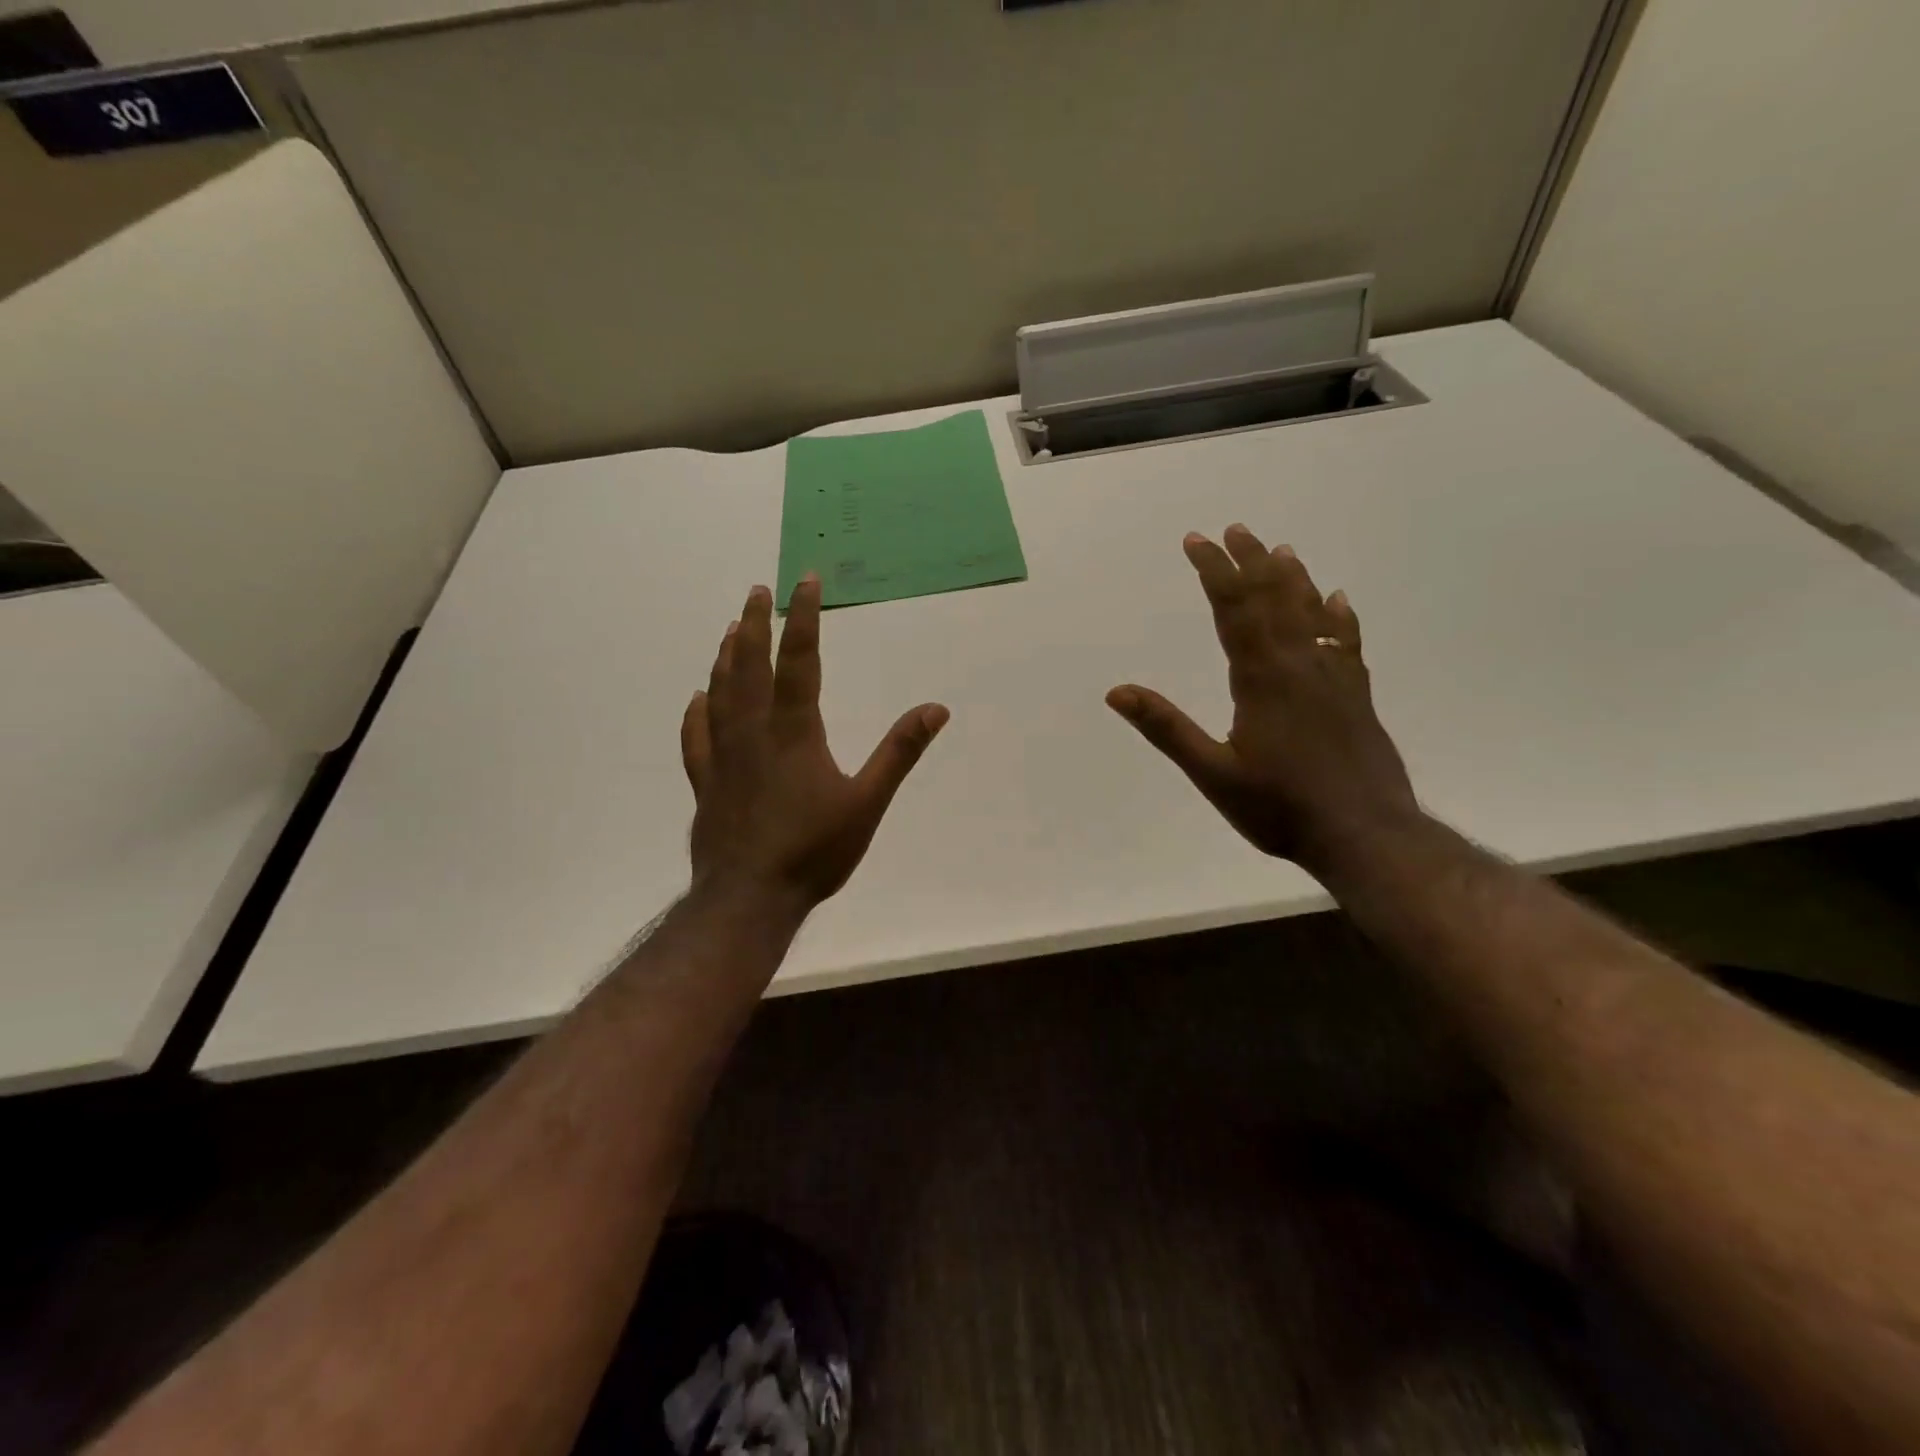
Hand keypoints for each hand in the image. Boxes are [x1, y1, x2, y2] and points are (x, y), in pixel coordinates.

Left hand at [681, 576, 948, 913]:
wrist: (749, 898)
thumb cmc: (814, 850)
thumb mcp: (868, 802)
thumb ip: (899, 752)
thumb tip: (936, 708)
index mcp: (794, 731)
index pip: (800, 660)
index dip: (803, 618)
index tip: (804, 581)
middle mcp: (753, 732)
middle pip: (750, 665)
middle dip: (755, 624)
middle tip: (757, 591)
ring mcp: (723, 756)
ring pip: (720, 692)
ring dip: (726, 656)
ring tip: (730, 629)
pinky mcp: (706, 782)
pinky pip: (696, 736)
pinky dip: (696, 712)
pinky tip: (697, 698)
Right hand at [1106, 523, 1419, 874]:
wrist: (1366, 835)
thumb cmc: (1281, 808)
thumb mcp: (1213, 774)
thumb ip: (1167, 729)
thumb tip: (1117, 692)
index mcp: (1261, 678)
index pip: (1233, 609)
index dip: (1213, 571)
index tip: (1196, 540)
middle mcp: (1300, 665)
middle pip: (1273, 599)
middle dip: (1250, 562)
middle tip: (1235, 530)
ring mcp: (1334, 678)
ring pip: (1311, 613)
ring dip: (1292, 578)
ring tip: (1279, 549)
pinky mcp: (1356, 696)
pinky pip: (1346, 642)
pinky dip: (1338, 616)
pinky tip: (1337, 600)